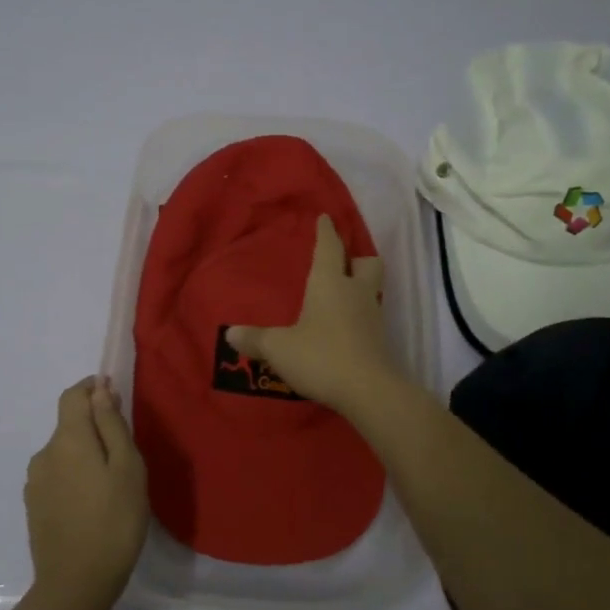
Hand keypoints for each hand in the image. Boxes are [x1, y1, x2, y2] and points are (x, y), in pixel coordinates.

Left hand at [24, 376, 149, 605]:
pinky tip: (92, 502)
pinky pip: (57, 476)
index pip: (72, 396)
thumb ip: (112, 425)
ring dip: (84, 453)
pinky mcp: (33, 507)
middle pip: (68, 424)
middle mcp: (44, 454)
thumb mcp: (127, 468)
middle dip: (94, 425)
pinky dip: (75, 475)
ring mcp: (35, 482)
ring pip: (63, 452)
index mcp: (68, 439)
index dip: (92, 389)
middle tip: (125, 450)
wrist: (75, 584)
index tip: (115, 396)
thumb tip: (100, 390)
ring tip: (111, 481)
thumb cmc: (113, 521)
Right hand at [227, 214, 402, 413]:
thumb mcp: (279, 348)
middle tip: (341, 263)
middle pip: (367, 262)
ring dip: (358, 287)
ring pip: (371, 289)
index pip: (330, 248)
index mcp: (330, 283)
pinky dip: (357, 315)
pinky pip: (369, 316)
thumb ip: (255, 339)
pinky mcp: (379, 340)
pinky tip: (342, 328)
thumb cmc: (320, 356)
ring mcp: (372, 316)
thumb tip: (230, 334)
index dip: (326, 232)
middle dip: (355, 257)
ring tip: (338, 296)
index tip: (326, 218)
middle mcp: (355, 292)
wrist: (368, 391)